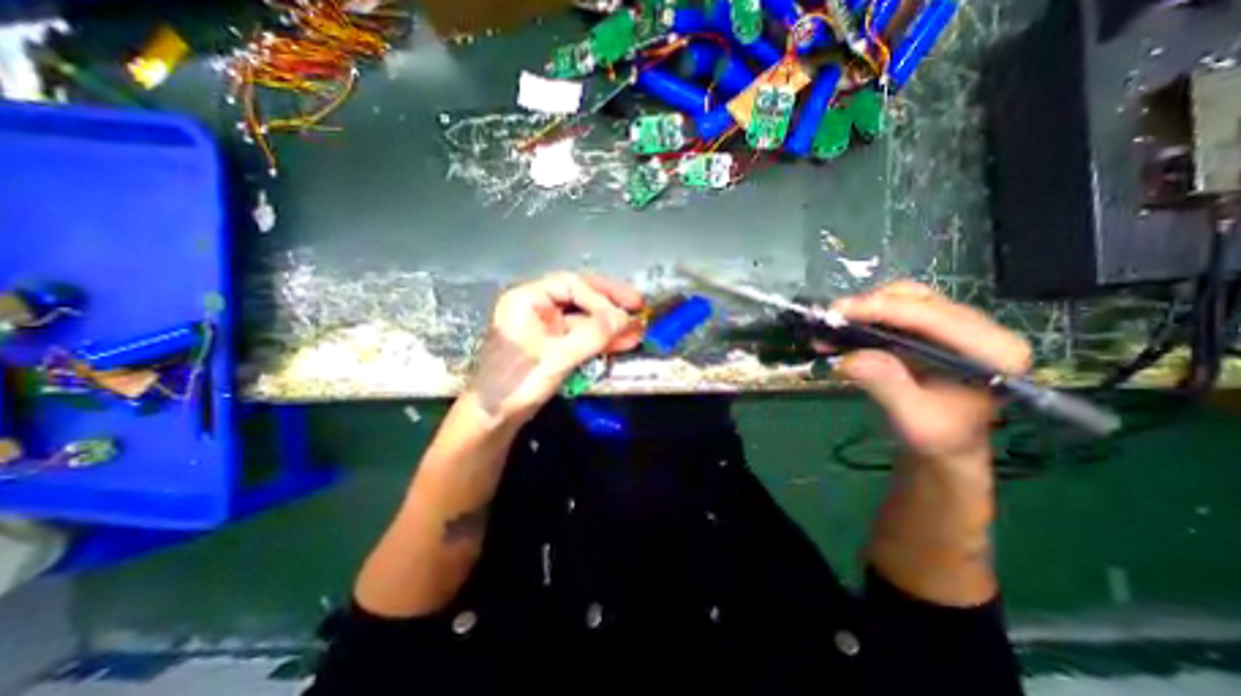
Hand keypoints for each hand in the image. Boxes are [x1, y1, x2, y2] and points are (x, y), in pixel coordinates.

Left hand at [461, 276, 644, 426]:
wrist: (493, 418)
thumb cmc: (517, 382)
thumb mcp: (556, 357)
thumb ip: (592, 335)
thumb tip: (626, 319)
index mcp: (527, 299)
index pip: (571, 285)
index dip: (601, 298)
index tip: (625, 313)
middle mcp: (537, 307)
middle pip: (580, 296)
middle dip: (610, 304)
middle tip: (639, 306)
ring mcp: (546, 327)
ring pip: (584, 319)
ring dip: (610, 325)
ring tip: (638, 330)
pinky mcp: (553, 346)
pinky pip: (581, 337)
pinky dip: (601, 340)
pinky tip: (622, 342)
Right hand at [828, 281, 1033, 466]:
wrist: (946, 442)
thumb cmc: (937, 437)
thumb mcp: (913, 420)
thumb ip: (887, 386)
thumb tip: (851, 357)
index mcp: (992, 352)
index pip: (933, 316)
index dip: (883, 309)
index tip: (839, 313)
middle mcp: (980, 329)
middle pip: (918, 299)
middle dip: (870, 306)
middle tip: (832, 321)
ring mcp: (956, 325)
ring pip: (905, 298)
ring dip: (865, 309)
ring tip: (834, 328)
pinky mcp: (933, 328)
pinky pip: (897, 309)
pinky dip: (867, 316)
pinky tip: (844, 330)